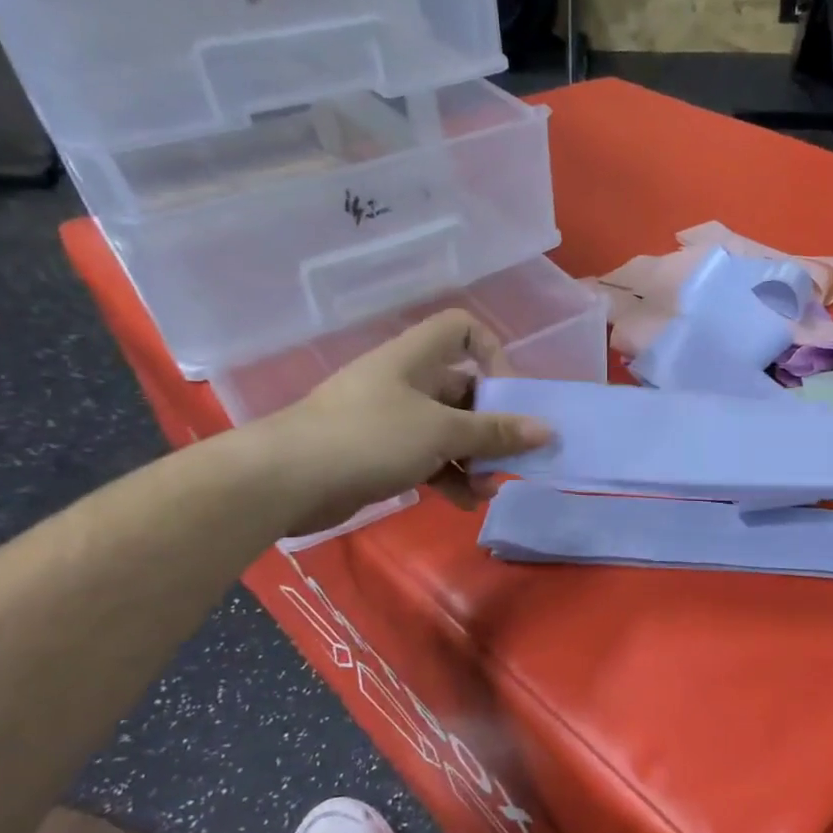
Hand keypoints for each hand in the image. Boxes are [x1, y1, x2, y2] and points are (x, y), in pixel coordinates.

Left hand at [251, 310, 551, 535]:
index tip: (510, 394)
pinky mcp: (380, 454)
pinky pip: (428, 458)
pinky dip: (449, 477)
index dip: (493, 353)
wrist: (286, 480)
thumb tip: (546, 430)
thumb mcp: (441, 432)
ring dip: (474, 459)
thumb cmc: (369, 438)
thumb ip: (495, 432)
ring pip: (449, 430)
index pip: (462, 329)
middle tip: (513, 456)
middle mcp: (405, 382)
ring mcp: (391, 419)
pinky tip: (464, 503)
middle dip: (492, 425)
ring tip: (488, 490)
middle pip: (463, 390)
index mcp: (416, 358)